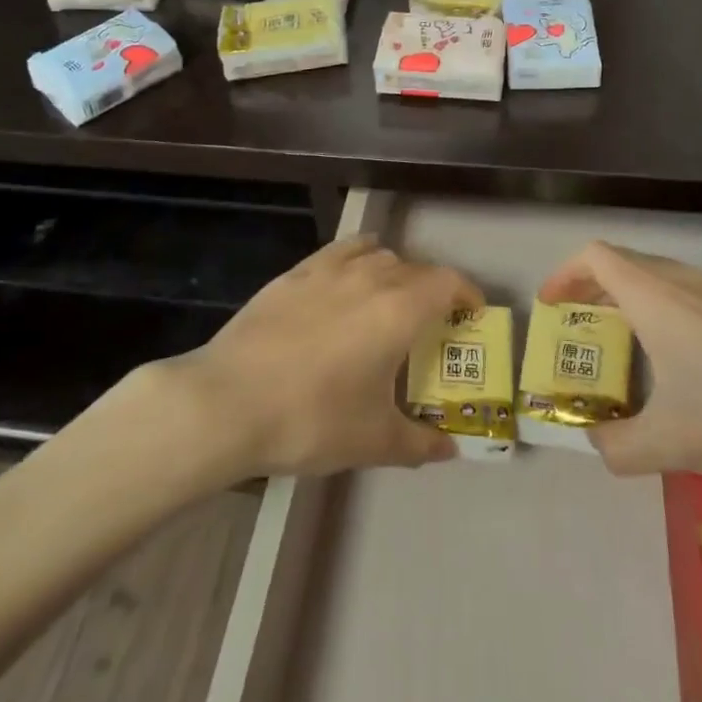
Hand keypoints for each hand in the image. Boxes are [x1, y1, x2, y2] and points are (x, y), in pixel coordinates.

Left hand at [156, 236, 482, 477]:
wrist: (229, 401)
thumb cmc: (311, 420)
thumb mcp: (372, 441)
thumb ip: (419, 443)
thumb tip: (449, 449)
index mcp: (399, 310)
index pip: (448, 283)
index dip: (467, 293)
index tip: (472, 313)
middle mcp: (371, 277)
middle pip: (416, 268)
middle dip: (433, 290)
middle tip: (432, 322)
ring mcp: (329, 270)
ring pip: (378, 256)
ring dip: (396, 272)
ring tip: (390, 301)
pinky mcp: (295, 273)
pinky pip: (341, 252)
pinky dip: (357, 259)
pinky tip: (346, 283)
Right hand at [538, 241, 701, 487]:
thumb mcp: (673, 444)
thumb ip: (618, 446)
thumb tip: (594, 445)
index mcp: (655, 297)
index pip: (595, 257)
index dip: (564, 274)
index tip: (551, 307)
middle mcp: (683, 281)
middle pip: (622, 263)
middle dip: (590, 289)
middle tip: (575, 328)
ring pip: (655, 277)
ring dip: (625, 298)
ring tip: (617, 343)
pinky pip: (683, 293)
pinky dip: (657, 309)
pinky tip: (673, 360)